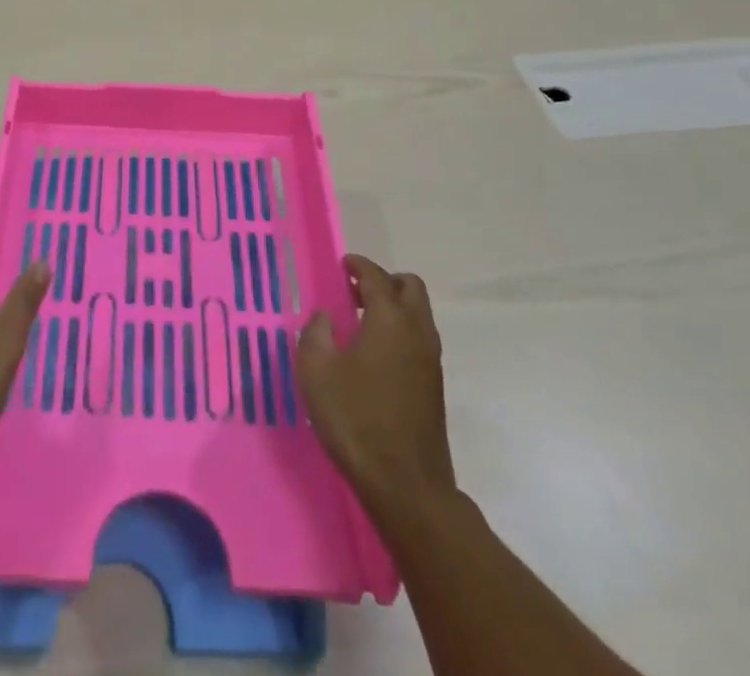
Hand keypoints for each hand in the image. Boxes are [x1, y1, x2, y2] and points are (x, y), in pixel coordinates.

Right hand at [298, 253, 455, 510]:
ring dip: (395, 307)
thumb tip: (324, 317)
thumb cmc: (356, 420)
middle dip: (384, 281)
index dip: (359, 265)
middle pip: (410, 287)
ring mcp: (430, 360)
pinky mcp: (434, 386)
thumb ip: (315, 334)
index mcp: (389, 320)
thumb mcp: (316, 372)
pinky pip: (420, 339)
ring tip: (362, 322)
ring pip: (419, 314)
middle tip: (355, 292)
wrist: (406, 486)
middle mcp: (417, 332)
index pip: (377, 276)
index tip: (343, 265)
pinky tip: (375, 354)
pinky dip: (401, 331)